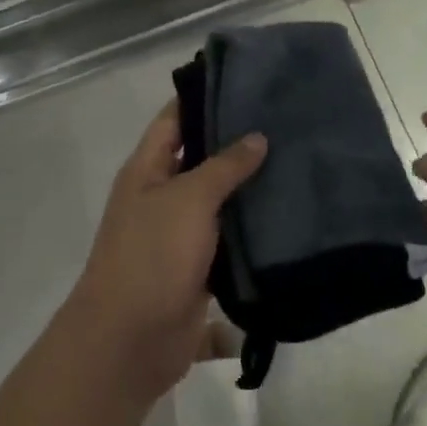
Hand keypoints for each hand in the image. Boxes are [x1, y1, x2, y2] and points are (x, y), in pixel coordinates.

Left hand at [64, 102, 266, 404]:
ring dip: (249, 191)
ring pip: (219, 203)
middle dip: (236, 144)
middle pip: (200, 160)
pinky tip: (289, 219)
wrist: (130, 343)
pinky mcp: (199, 271)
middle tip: (285, 122)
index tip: (246, 82)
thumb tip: (256, 136)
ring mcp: (180, 236)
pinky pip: (229, 244)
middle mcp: (161, 196)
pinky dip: (253, 234)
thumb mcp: (188, 199)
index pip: (175, 119)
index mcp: (146, 170)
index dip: (204, 98)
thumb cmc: (152, 256)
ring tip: (296, 163)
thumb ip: (224, 166)